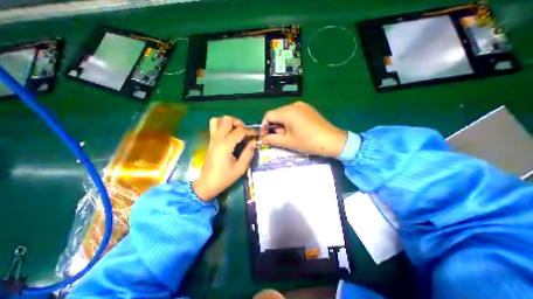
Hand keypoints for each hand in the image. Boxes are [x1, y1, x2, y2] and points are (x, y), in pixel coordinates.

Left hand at [193, 116, 256, 201]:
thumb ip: (248, 154)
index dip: (249, 131)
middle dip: (238, 123)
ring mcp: (212, 139)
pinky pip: (214, 126)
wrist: (207, 184)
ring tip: (236, 130)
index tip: (256, 135)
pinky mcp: (210, 142)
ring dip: (228, 122)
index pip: (239, 131)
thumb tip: (254, 142)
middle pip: (226, 120)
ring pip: (217, 120)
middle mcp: (217, 139)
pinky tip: (229, 134)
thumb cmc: (224, 178)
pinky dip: (222, 125)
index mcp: (225, 146)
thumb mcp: (240, 168)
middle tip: (244, 132)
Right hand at [261, 102, 348, 157]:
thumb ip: (272, 139)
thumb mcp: (288, 142)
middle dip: (275, 127)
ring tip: (289, 136)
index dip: (264, 126)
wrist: (332, 140)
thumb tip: (262, 139)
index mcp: (287, 112)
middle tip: (280, 138)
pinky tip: (296, 130)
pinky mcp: (308, 109)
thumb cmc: (308, 142)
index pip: (268, 115)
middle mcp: (294, 105)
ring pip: (285, 114)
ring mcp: (302, 106)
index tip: (265, 137)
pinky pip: (293, 113)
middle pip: (277, 114)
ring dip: (282, 125)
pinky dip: (290, 122)